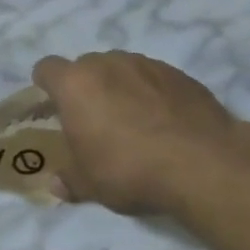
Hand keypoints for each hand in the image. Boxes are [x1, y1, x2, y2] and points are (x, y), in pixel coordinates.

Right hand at [31, 52, 243, 215]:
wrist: (203, 163)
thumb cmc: (128, 168)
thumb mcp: (89, 184)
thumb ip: (69, 179)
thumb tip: (56, 185)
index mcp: (74, 84)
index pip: (46, 69)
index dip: (46, 86)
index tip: (54, 107)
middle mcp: (107, 64)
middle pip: (86, 66)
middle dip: (86, 87)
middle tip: (94, 120)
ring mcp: (147, 64)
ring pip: (122, 69)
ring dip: (120, 87)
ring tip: (133, 121)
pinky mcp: (181, 75)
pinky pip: (154, 78)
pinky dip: (153, 94)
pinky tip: (164, 123)